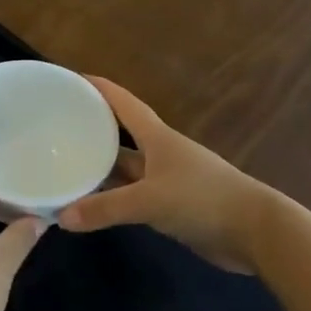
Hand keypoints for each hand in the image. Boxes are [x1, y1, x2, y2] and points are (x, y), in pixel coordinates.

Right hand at [57, 77, 278, 274]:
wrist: (255, 232)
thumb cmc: (203, 199)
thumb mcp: (149, 201)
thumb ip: (105, 208)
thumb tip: (61, 216)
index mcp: (157, 137)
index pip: (123, 103)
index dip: (99, 88)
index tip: (71, 78)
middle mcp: (160, 153)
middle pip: (120, 135)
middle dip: (91, 129)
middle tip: (55, 127)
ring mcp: (166, 179)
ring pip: (124, 168)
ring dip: (99, 168)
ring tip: (63, 167)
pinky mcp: (171, 205)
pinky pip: (132, 196)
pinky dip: (111, 198)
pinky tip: (91, 204)